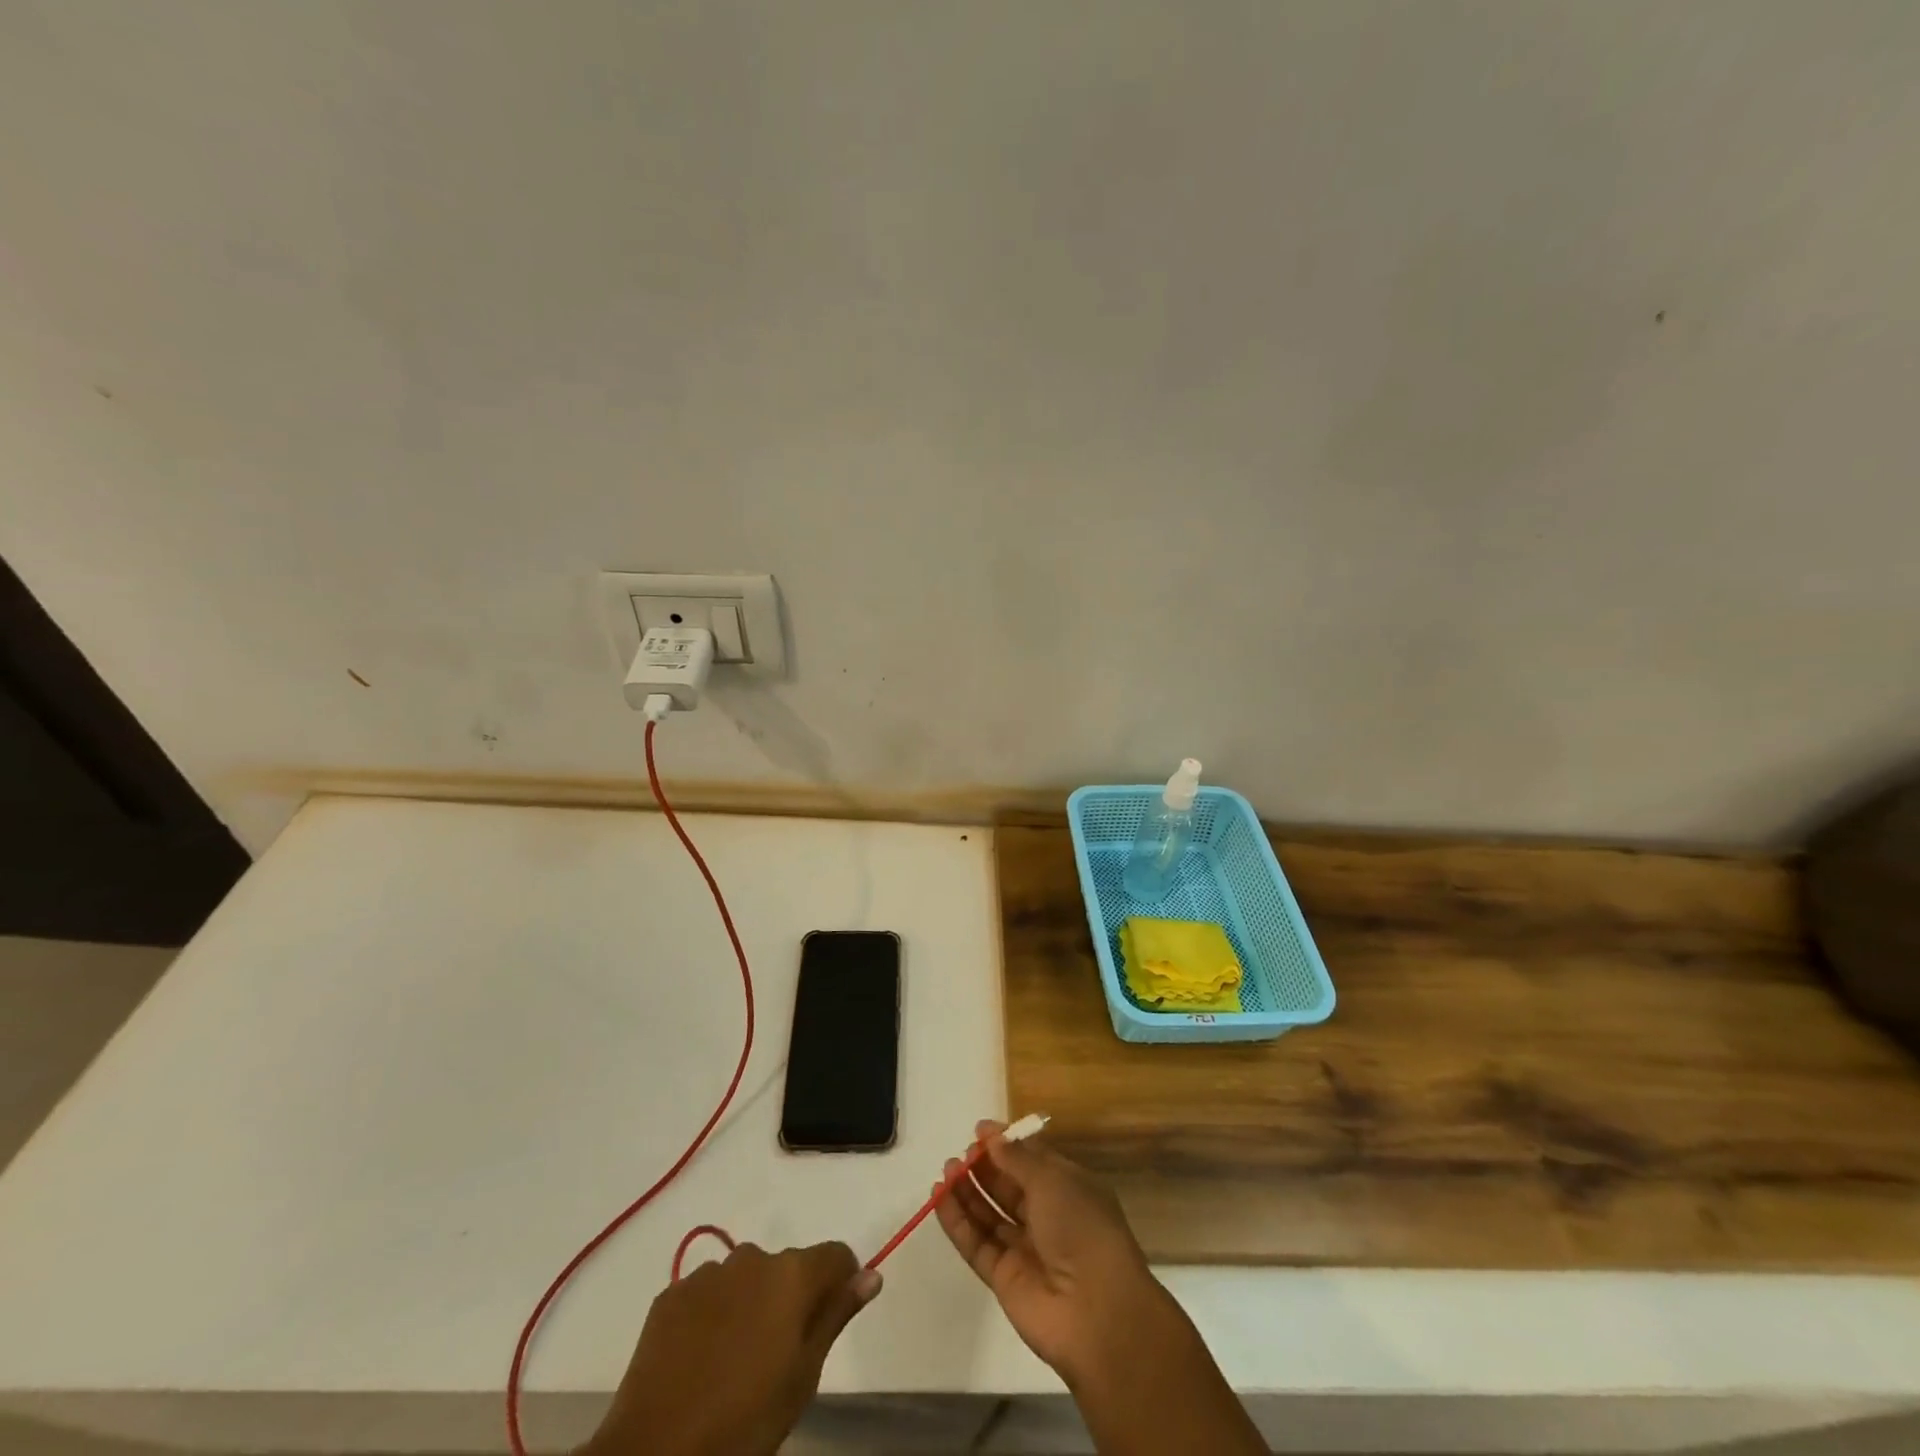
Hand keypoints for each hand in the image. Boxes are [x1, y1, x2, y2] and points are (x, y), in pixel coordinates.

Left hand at [581, 1241, 879, 1455]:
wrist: (655, 1453)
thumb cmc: (744, 1421)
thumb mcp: (804, 1376)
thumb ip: (837, 1315)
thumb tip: (872, 1275)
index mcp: (793, 1274)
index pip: (836, 1256)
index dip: (841, 1283)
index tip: (831, 1320)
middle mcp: (754, 1257)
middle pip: (788, 1267)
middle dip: (791, 1298)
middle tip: (779, 1356)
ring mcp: (709, 1273)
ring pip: (746, 1278)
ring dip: (750, 1304)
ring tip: (735, 1361)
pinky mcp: (672, 1294)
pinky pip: (707, 1293)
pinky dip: (713, 1315)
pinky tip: (701, 1360)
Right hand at [933, 1120, 1182, 1386]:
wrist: (1095, 1312)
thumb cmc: (1081, 1228)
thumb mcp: (1052, 1180)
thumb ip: (1017, 1158)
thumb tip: (993, 1137)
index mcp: (1068, 1189)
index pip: (1032, 1160)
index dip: (1006, 1145)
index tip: (979, 1130)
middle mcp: (1047, 1217)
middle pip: (1008, 1186)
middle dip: (984, 1167)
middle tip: (961, 1153)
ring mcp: (1024, 1249)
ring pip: (989, 1214)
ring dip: (967, 1191)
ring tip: (946, 1169)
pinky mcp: (1004, 1279)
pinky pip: (976, 1244)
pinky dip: (957, 1222)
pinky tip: (938, 1198)